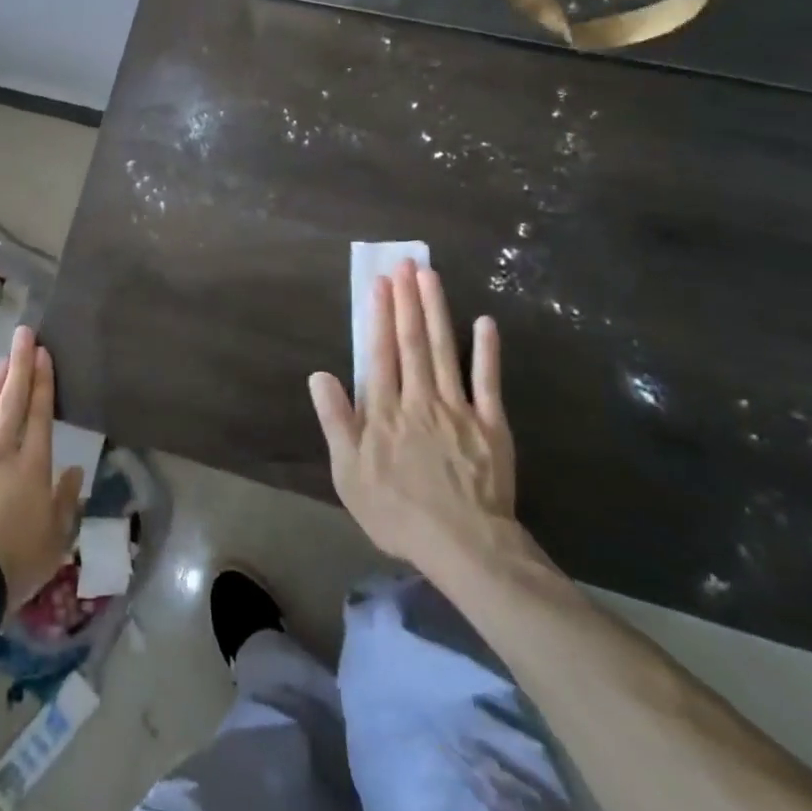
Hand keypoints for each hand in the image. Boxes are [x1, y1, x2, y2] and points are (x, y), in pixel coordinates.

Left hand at [0, 325, 84, 606]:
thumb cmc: (13, 564)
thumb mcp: (55, 541)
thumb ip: (66, 502)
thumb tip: (76, 470)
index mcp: (31, 466)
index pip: (40, 414)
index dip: (43, 381)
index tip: (43, 353)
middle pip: (11, 401)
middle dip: (18, 365)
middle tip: (22, 334)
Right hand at [310, 260, 517, 574]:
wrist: (464, 547)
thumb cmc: (397, 512)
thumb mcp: (349, 473)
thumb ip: (336, 421)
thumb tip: (320, 375)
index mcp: (385, 410)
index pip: (380, 352)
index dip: (379, 315)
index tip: (379, 282)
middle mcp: (420, 398)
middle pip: (412, 341)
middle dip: (407, 299)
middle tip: (404, 263)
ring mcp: (458, 408)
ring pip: (445, 349)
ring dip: (437, 310)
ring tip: (430, 275)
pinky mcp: (491, 424)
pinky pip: (488, 381)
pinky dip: (487, 350)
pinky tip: (484, 322)